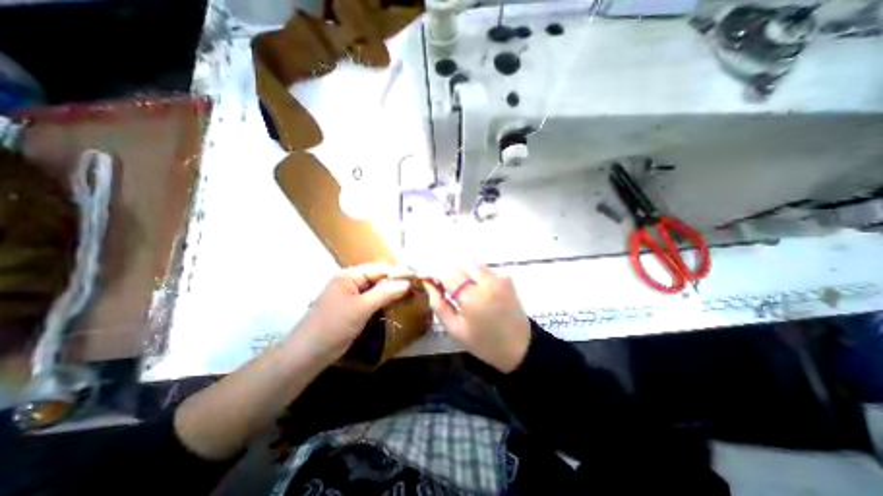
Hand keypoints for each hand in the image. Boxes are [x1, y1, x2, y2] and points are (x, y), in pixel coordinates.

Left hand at [292, 264, 410, 359]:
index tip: (417, 279)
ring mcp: (352, 295)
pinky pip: (373, 300)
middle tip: (416, 289)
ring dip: (392, 292)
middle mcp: (351, 281)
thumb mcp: (361, 308)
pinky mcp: (354, 308)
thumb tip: (407, 283)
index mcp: (349, 275)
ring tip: (411, 296)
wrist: (309, 354)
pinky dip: (385, 302)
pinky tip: (397, 306)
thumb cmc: (333, 326)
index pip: (380, 268)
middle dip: (397, 282)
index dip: (399, 273)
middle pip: (379, 277)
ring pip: (377, 289)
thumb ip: (385, 293)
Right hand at [428, 263, 530, 372]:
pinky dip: (474, 274)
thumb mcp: (455, 329)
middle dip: (448, 271)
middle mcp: (487, 281)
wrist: (520, 347)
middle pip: (459, 263)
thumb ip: (438, 304)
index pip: (447, 273)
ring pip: (471, 263)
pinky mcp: (506, 277)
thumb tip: (428, 283)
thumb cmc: (483, 343)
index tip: (425, 276)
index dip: (433, 272)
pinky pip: (483, 268)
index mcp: (473, 298)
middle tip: (442, 284)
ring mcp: (499, 277)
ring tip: (458, 288)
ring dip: (461, 272)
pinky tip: (474, 288)